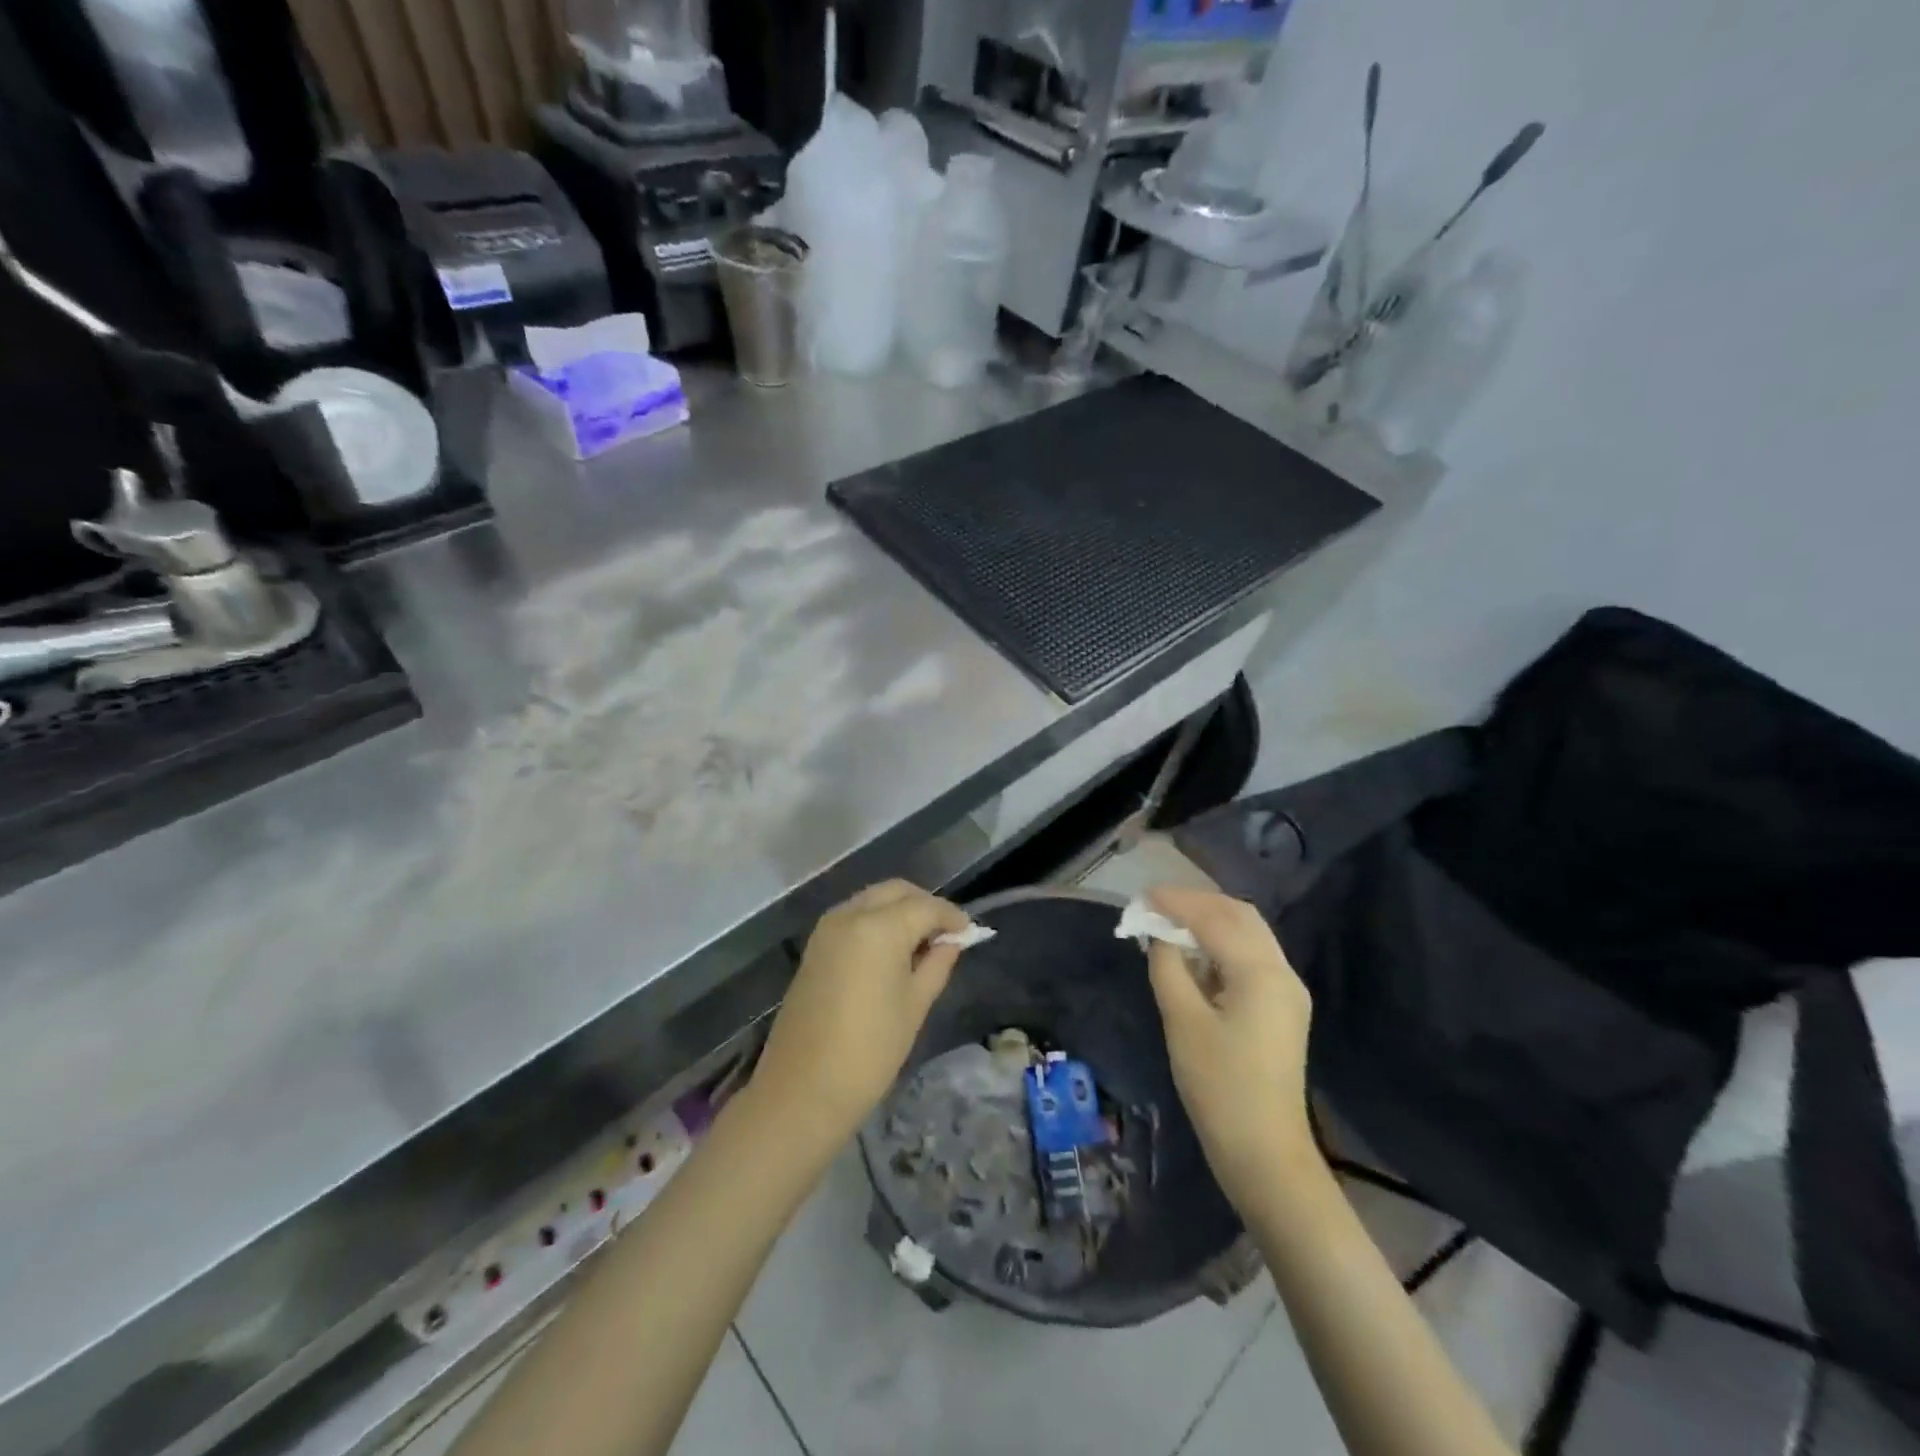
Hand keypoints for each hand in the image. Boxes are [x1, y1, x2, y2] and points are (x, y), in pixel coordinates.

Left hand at [752, 880, 969, 1145]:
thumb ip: (937, 963)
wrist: (803, 1090)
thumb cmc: (870, 1051)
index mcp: (879, 927)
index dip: (952, 917)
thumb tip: (952, 942)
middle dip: (924, 905)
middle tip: (946, 934)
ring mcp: (827, 928)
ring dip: (899, 910)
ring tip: (921, 944)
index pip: (926, 906)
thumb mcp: (915, 1005)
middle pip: (896, 891)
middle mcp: (850, 915)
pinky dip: (877, 921)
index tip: (970, 933)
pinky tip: (892, 951)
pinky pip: (853, 917)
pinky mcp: (815, 946)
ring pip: (872, 899)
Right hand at [1144, 887, 1317, 1216]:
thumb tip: (1158, 934)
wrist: (1264, 1153)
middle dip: (1197, 903)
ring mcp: (1287, 990)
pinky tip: (1195, 953)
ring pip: (1249, 934)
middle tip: (1156, 905)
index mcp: (1260, 973)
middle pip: (1240, 916)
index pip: (1214, 918)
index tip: (1142, 896)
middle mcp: (1282, 972)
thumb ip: (1168, 966)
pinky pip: (1252, 957)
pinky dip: (1222, 943)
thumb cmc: (1218, 1087)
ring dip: (1211, 920)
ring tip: (1170, 923)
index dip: (1176, 902)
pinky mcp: (1283, 1008)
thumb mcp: (1182, 1021)